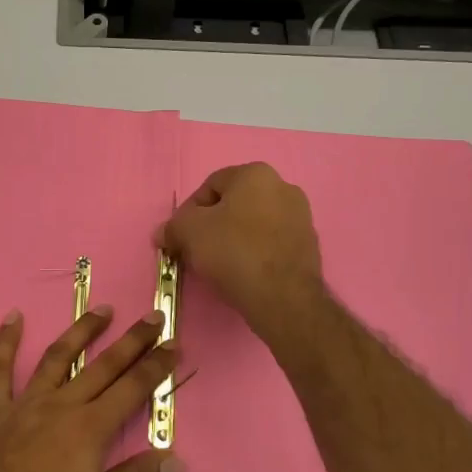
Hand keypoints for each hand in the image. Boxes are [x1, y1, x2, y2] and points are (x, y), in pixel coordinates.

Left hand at [0, 306, 185, 471]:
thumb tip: (177, 460)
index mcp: (89, 430)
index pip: (132, 389)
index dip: (156, 366)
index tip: (175, 343)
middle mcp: (61, 406)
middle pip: (103, 366)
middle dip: (132, 341)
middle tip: (153, 316)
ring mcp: (25, 404)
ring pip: (57, 357)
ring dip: (82, 331)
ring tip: (102, 310)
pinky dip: (5, 342)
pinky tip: (13, 317)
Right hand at [157, 163, 323, 335]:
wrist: (283, 297)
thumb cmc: (233, 251)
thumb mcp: (189, 232)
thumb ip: (172, 227)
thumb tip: (162, 233)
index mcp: (256, 174)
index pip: (210, 186)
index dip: (189, 212)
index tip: (181, 236)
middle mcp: (283, 187)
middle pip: (233, 204)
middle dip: (212, 225)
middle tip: (197, 250)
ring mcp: (301, 217)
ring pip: (253, 224)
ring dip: (233, 239)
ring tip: (219, 265)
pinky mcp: (309, 245)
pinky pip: (271, 243)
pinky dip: (254, 253)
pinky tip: (243, 273)